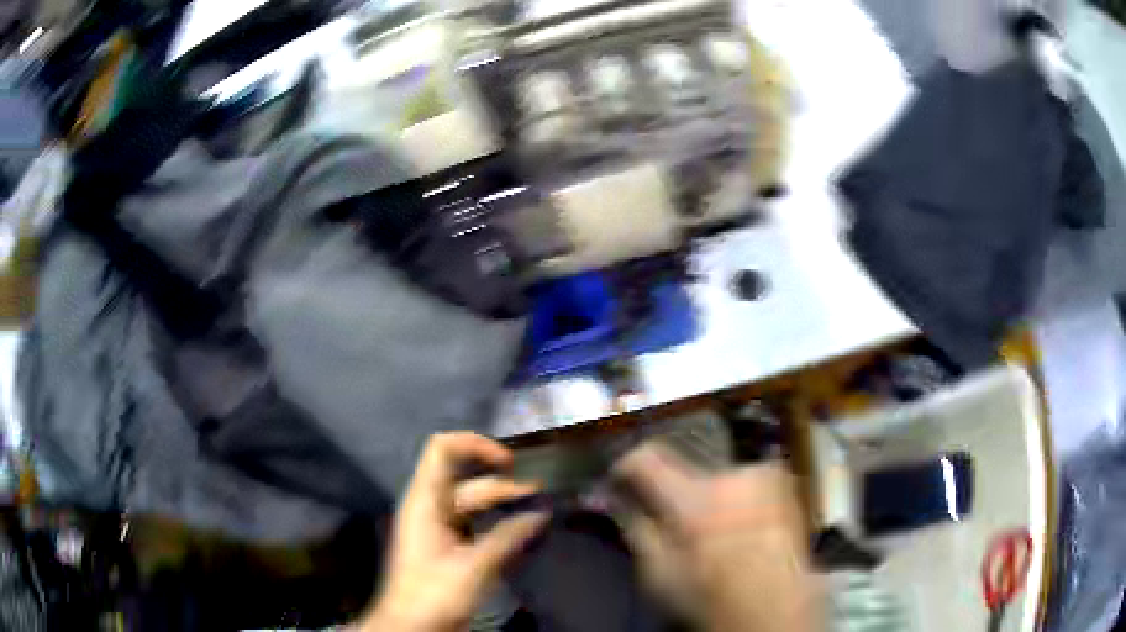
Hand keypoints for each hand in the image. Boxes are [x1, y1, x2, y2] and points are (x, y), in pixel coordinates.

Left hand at [359, 433, 547, 631]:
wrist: (411, 625)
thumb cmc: (435, 593)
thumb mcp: (474, 567)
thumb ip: (508, 537)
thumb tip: (541, 513)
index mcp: (426, 501)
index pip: (443, 449)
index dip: (475, 445)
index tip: (510, 462)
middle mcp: (430, 506)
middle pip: (468, 481)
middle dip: (504, 485)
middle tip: (541, 495)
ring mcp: (437, 526)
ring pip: (473, 503)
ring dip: (503, 505)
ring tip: (538, 511)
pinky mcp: (446, 544)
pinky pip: (474, 523)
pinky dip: (497, 523)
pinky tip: (521, 531)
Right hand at [613, 443, 820, 631]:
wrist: (777, 605)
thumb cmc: (712, 596)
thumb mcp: (659, 574)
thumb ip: (636, 529)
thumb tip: (616, 501)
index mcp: (694, 498)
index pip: (647, 459)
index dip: (628, 466)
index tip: (620, 479)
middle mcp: (731, 476)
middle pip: (688, 470)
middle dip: (677, 491)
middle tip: (677, 522)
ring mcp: (763, 477)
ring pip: (721, 476)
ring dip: (712, 494)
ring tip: (715, 529)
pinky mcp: (784, 483)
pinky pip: (748, 481)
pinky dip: (739, 496)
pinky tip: (742, 526)